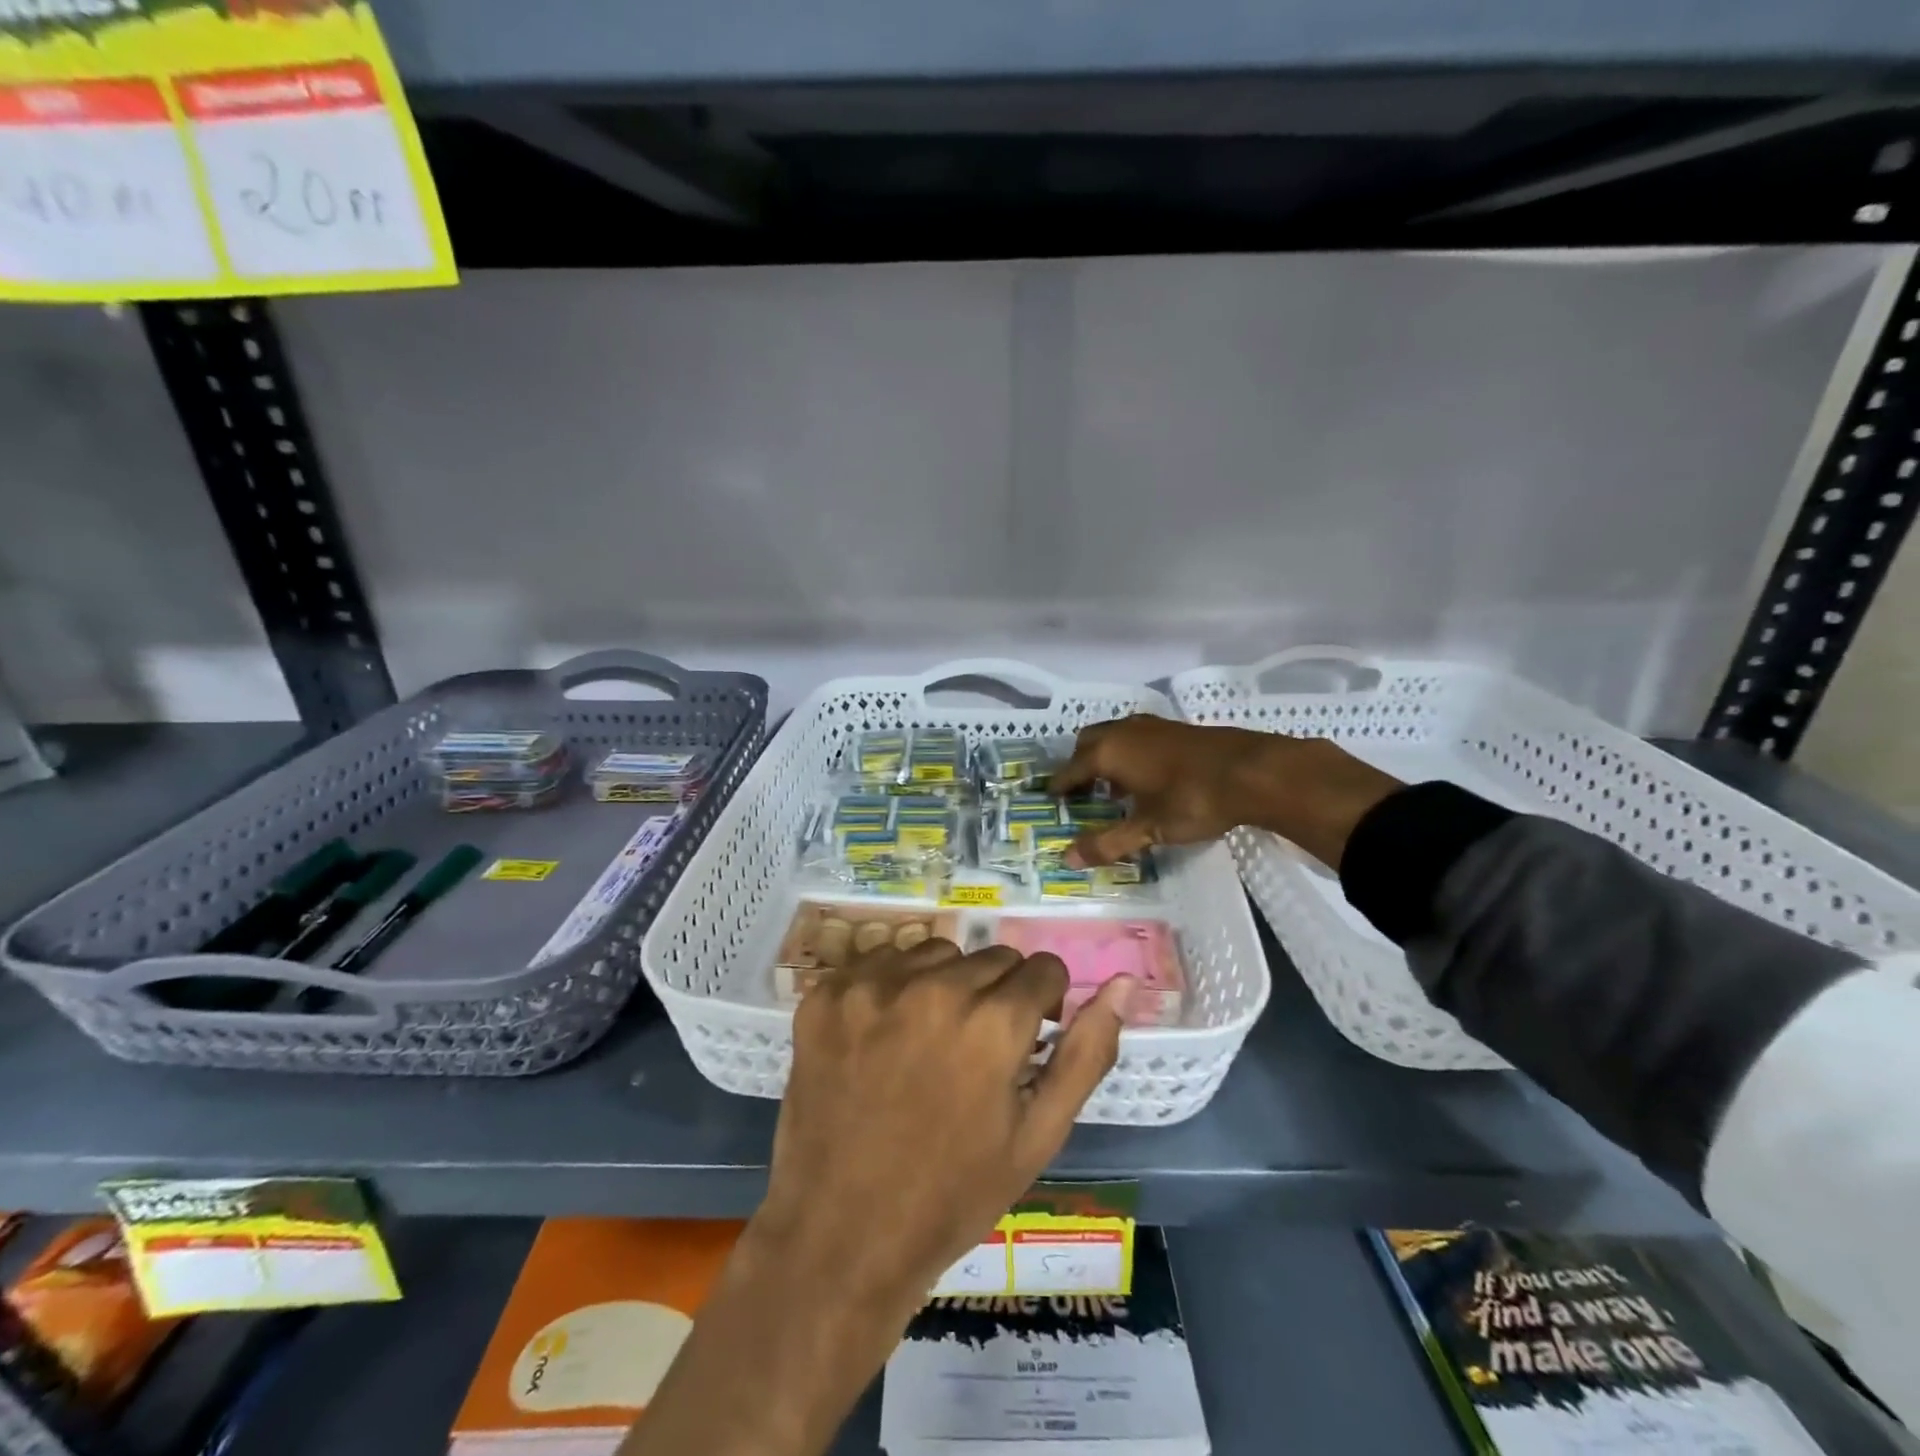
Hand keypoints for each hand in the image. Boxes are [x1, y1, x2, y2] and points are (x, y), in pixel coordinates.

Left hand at [753, 939, 1132, 1315]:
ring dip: (946, 984)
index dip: (1042, 1005)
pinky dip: (893, 987)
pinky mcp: (827, 993)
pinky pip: (881, 960)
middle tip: (975, 1050)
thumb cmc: (953, 1195)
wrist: (841, 1236)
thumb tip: (1124, 984)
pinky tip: (883, 1036)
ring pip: (937, 953)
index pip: (1043, 970)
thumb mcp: (1038, 1135)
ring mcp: (872, 986)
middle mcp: (934, 988)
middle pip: (992, 957)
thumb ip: (1087, 1053)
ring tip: (929, 1042)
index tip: (1026, 1038)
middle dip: (998, 995)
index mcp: (993, 1024)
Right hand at [1051, 715, 1401, 869]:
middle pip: (1088, 743)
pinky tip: (1146, 778)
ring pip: (1114, 736)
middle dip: (1079, 765)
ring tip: (1112, 788)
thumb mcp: (1148, 829)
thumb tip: (1068, 858)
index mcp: (1108, 752)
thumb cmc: (1193, 800)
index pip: (1070, 769)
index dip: (1059, 787)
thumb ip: (1108, 843)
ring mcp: (1152, 725)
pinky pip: (1137, 737)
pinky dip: (1129, 754)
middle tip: (1080, 793)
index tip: (1051, 801)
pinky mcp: (1176, 728)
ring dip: (1106, 757)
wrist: (1254, 771)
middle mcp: (1123, 732)